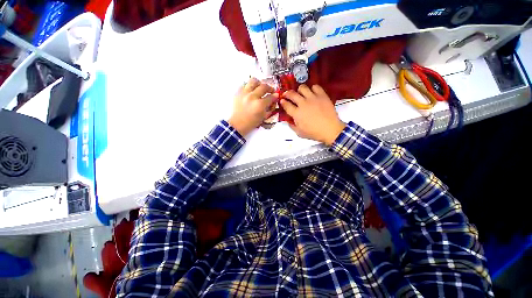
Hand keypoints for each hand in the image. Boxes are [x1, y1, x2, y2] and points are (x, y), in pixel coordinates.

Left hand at [228, 78, 277, 136]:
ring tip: (260, 87)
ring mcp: (244, 93)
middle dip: (269, 88)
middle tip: (271, 91)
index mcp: (260, 105)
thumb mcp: (263, 117)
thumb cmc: (251, 123)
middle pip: (264, 86)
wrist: (238, 124)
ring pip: (253, 81)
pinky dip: (250, 87)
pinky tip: (251, 91)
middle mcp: (252, 97)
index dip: (275, 96)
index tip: (276, 96)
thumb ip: (270, 108)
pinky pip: (245, 85)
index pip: (270, 97)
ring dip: (259, 83)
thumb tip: (274, 101)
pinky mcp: (238, 93)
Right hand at [280, 85, 345, 145]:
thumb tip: (288, 121)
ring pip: (302, 87)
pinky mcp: (322, 95)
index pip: (286, 105)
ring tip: (300, 93)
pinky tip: (312, 93)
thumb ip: (292, 126)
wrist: (330, 129)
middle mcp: (303, 104)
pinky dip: (312, 89)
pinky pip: (315, 87)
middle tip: (287, 94)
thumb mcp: (299, 133)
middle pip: (292, 94)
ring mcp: (313, 98)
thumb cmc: (314, 133)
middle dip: (287, 94)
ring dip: (299, 90)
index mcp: (297, 114)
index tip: (282, 101)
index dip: (283, 102)